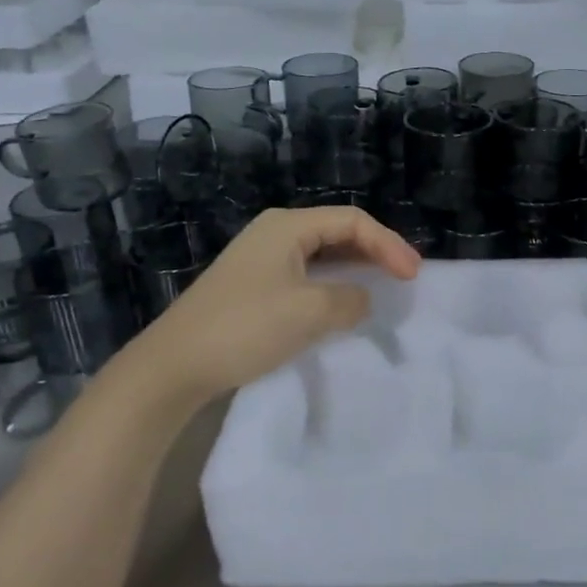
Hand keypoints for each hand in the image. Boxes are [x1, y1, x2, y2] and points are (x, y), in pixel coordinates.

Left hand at [127, 207, 421, 404]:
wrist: (174, 365)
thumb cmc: (245, 328)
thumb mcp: (310, 312)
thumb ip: (350, 299)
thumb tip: (360, 298)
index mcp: (288, 226)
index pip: (352, 221)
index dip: (388, 244)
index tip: (413, 276)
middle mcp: (274, 232)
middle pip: (338, 231)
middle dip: (375, 251)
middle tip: (405, 276)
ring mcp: (260, 258)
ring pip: (322, 253)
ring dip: (354, 267)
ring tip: (382, 285)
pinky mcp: (253, 284)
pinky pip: (305, 273)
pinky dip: (332, 283)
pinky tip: (341, 302)